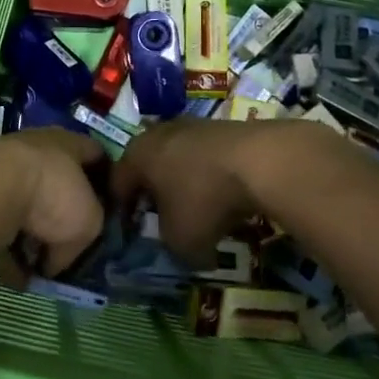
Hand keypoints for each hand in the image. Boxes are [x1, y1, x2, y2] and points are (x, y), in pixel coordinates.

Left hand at [0, 129, 104, 283]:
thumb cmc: (52, 195)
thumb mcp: (88, 223)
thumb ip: (83, 237)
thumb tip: (55, 260)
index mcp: (68, 143)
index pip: (96, 154)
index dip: (107, 180)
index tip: (111, 207)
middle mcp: (34, 147)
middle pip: (56, 179)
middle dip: (61, 213)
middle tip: (68, 242)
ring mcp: (1, 166)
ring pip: (24, 202)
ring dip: (30, 231)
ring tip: (35, 263)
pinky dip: (4, 245)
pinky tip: (10, 271)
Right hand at [113, 118, 330, 263]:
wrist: (261, 159)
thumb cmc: (204, 199)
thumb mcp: (181, 241)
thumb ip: (171, 249)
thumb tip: (185, 253)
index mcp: (136, 156)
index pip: (117, 185)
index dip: (122, 213)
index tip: (132, 234)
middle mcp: (157, 134)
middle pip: (148, 167)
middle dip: (154, 194)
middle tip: (163, 220)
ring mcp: (192, 125)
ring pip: (178, 159)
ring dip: (185, 184)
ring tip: (199, 210)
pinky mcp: (223, 126)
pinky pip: (207, 157)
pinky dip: (211, 176)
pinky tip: (227, 195)